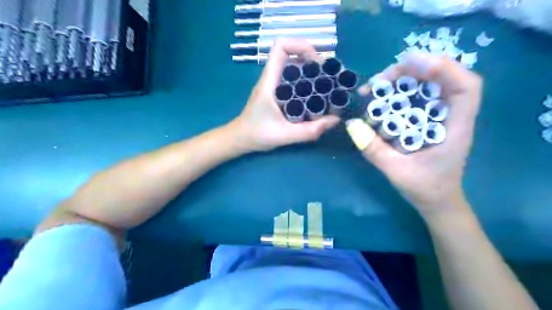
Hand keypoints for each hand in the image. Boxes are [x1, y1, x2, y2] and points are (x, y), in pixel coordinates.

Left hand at [228, 39, 341, 152]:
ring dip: (310, 72)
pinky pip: (292, 80)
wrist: (240, 139)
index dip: (301, 46)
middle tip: (328, 77)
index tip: (318, 63)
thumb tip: (335, 120)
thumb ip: (309, 131)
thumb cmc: (257, 135)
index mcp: (269, 82)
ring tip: (326, 85)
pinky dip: (305, 83)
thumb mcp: (284, 135)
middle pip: (291, 55)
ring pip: (293, 68)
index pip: (280, 47)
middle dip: (312, 61)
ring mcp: (273, 85)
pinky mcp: (276, 93)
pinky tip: (315, 96)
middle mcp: (271, 79)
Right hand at [353, 50, 483, 214]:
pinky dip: (403, 91)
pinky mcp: (431, 121)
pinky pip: (420, 97)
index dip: (444, 68)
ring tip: (378, 85)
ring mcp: (442, 117)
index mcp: (456, 129)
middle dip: (414, 71)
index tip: (410, 65)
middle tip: (382, 79)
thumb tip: (351, 125)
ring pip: (431, 85)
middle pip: (445, 79)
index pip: (466, 88)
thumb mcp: (396, 171)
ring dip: (406, 79)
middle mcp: (453, 117)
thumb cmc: (425, 189)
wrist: (438, 202)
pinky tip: (385, 96)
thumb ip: (374, 149)